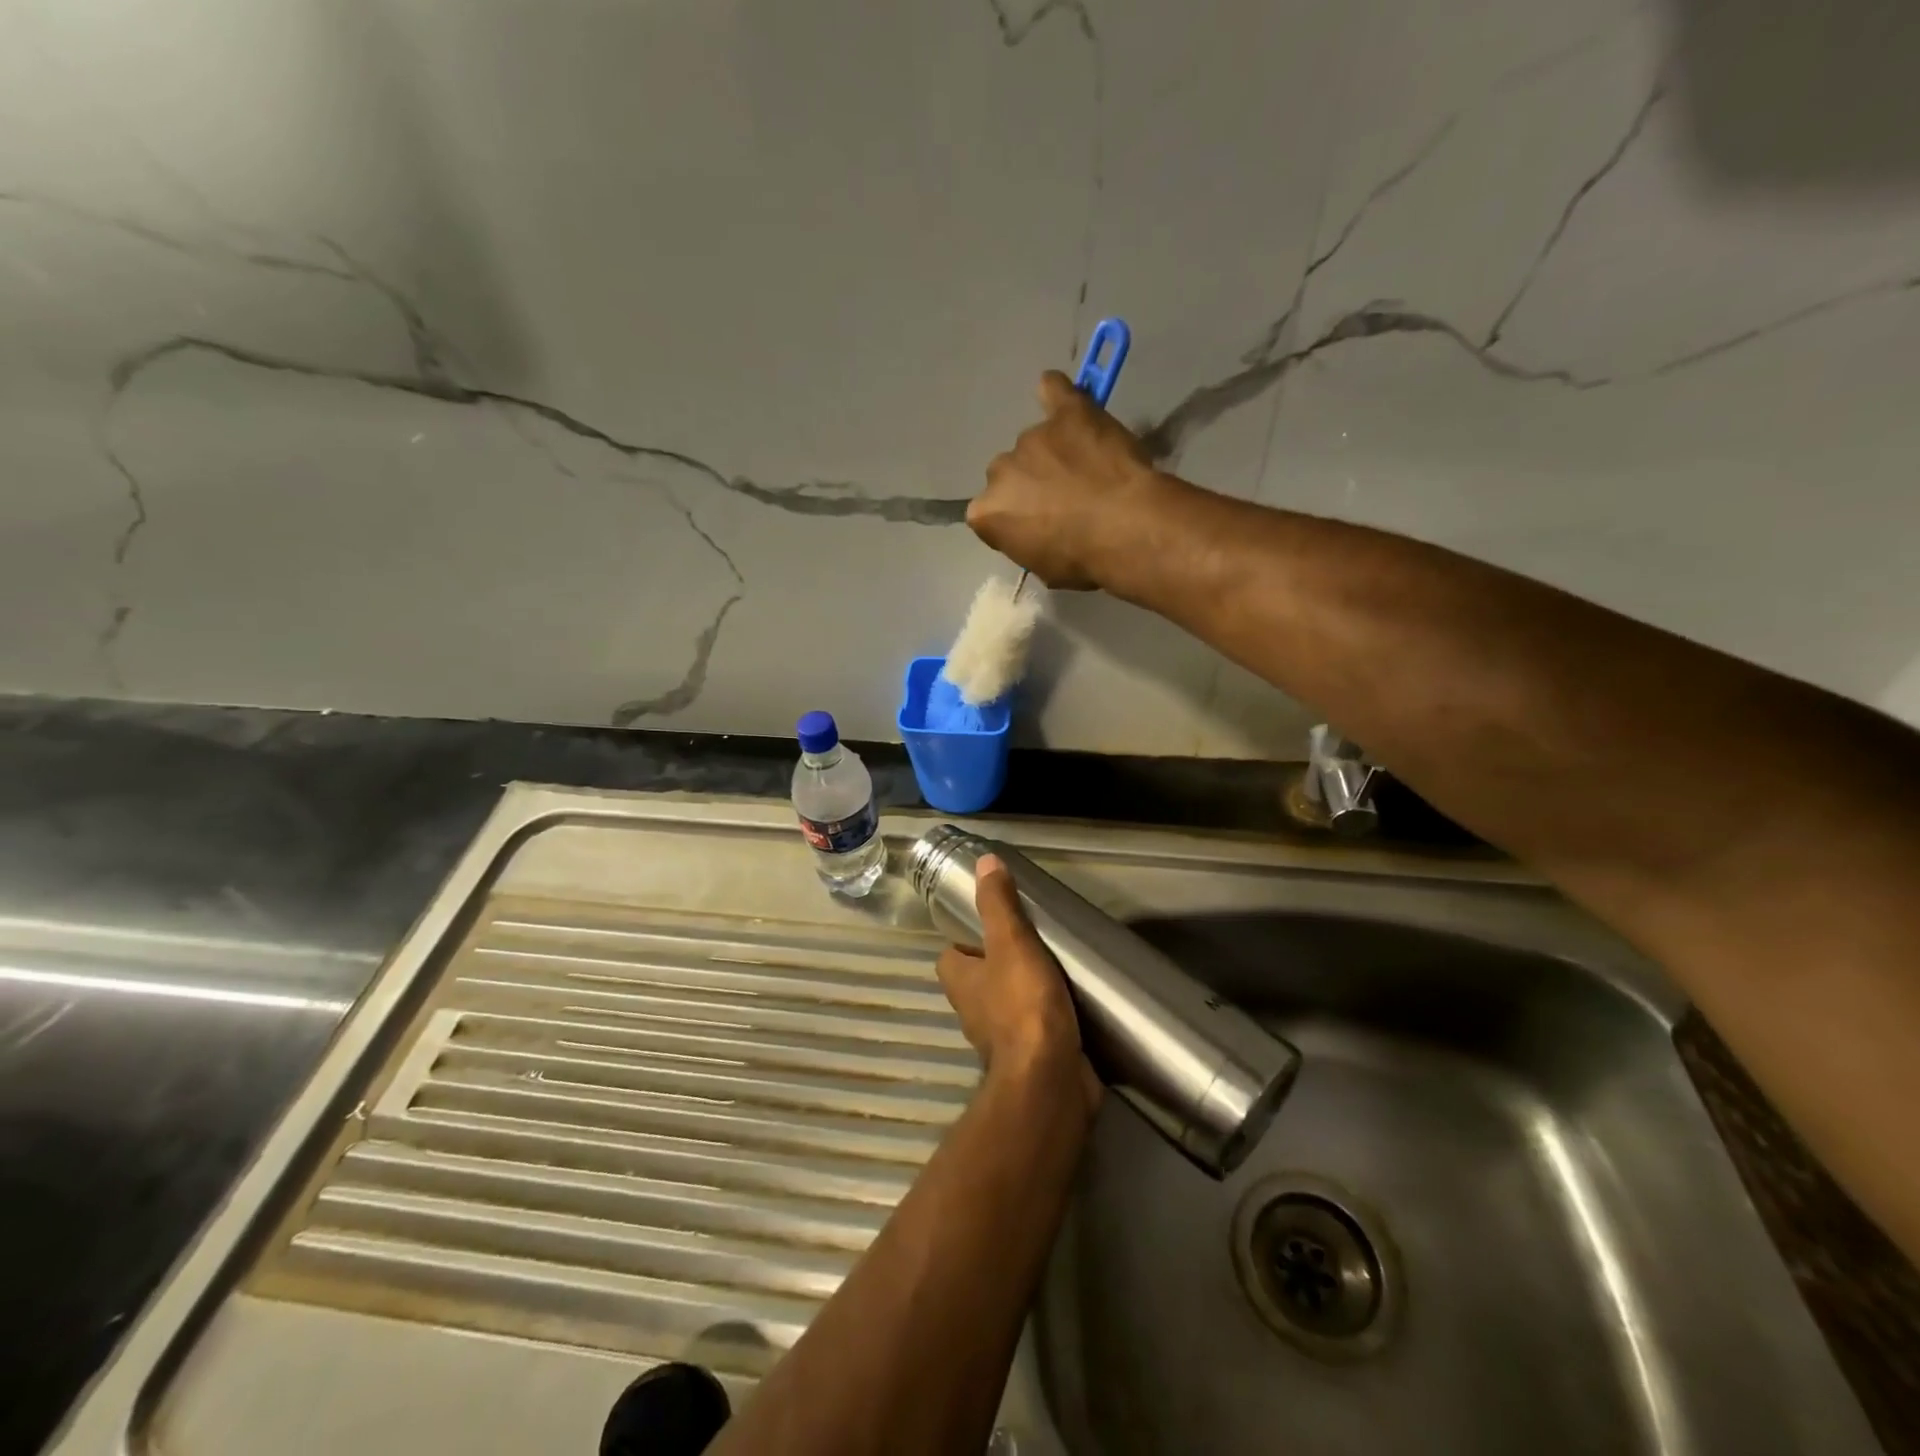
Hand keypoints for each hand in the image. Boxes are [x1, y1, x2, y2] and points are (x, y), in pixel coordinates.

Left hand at [935, 855, 1101, 1111]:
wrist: (1050, 1078)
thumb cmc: (1023, 1005)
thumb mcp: (1011, 942)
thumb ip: (998, 904)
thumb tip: (984, 861)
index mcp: (959, 982)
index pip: (951, 954)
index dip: (967, 939)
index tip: (995, 924)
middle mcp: (973, 1011)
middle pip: (979, 980)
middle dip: (1000, 965)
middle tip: (1032, 942)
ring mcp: (1000, 1038)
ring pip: (1007, 1005)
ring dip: (1025, 991)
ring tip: (1056, 967)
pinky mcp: (1030, 1057)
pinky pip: (1035, 1029)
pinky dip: (1047, 1018)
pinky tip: (1071, 1004)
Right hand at [969, 371, 1161, 589]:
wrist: (1125, 527)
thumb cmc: (1083, 560)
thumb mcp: (1044, 568)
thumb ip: (1028, 542)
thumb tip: (1038, 533)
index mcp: (986, 512)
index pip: (990, 513)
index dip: (1015, 520)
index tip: (1037, 528)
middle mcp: (1000, 470)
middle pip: (1008, 473)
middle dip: (1030, 485)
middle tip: (1064, 499)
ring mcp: (1032, 437)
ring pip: (1034, 443)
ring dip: (1053, 453)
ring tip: (1086, 469)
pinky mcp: (1066, 412)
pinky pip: (1053, 391)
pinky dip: (1055, 395)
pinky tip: (1064, 403)